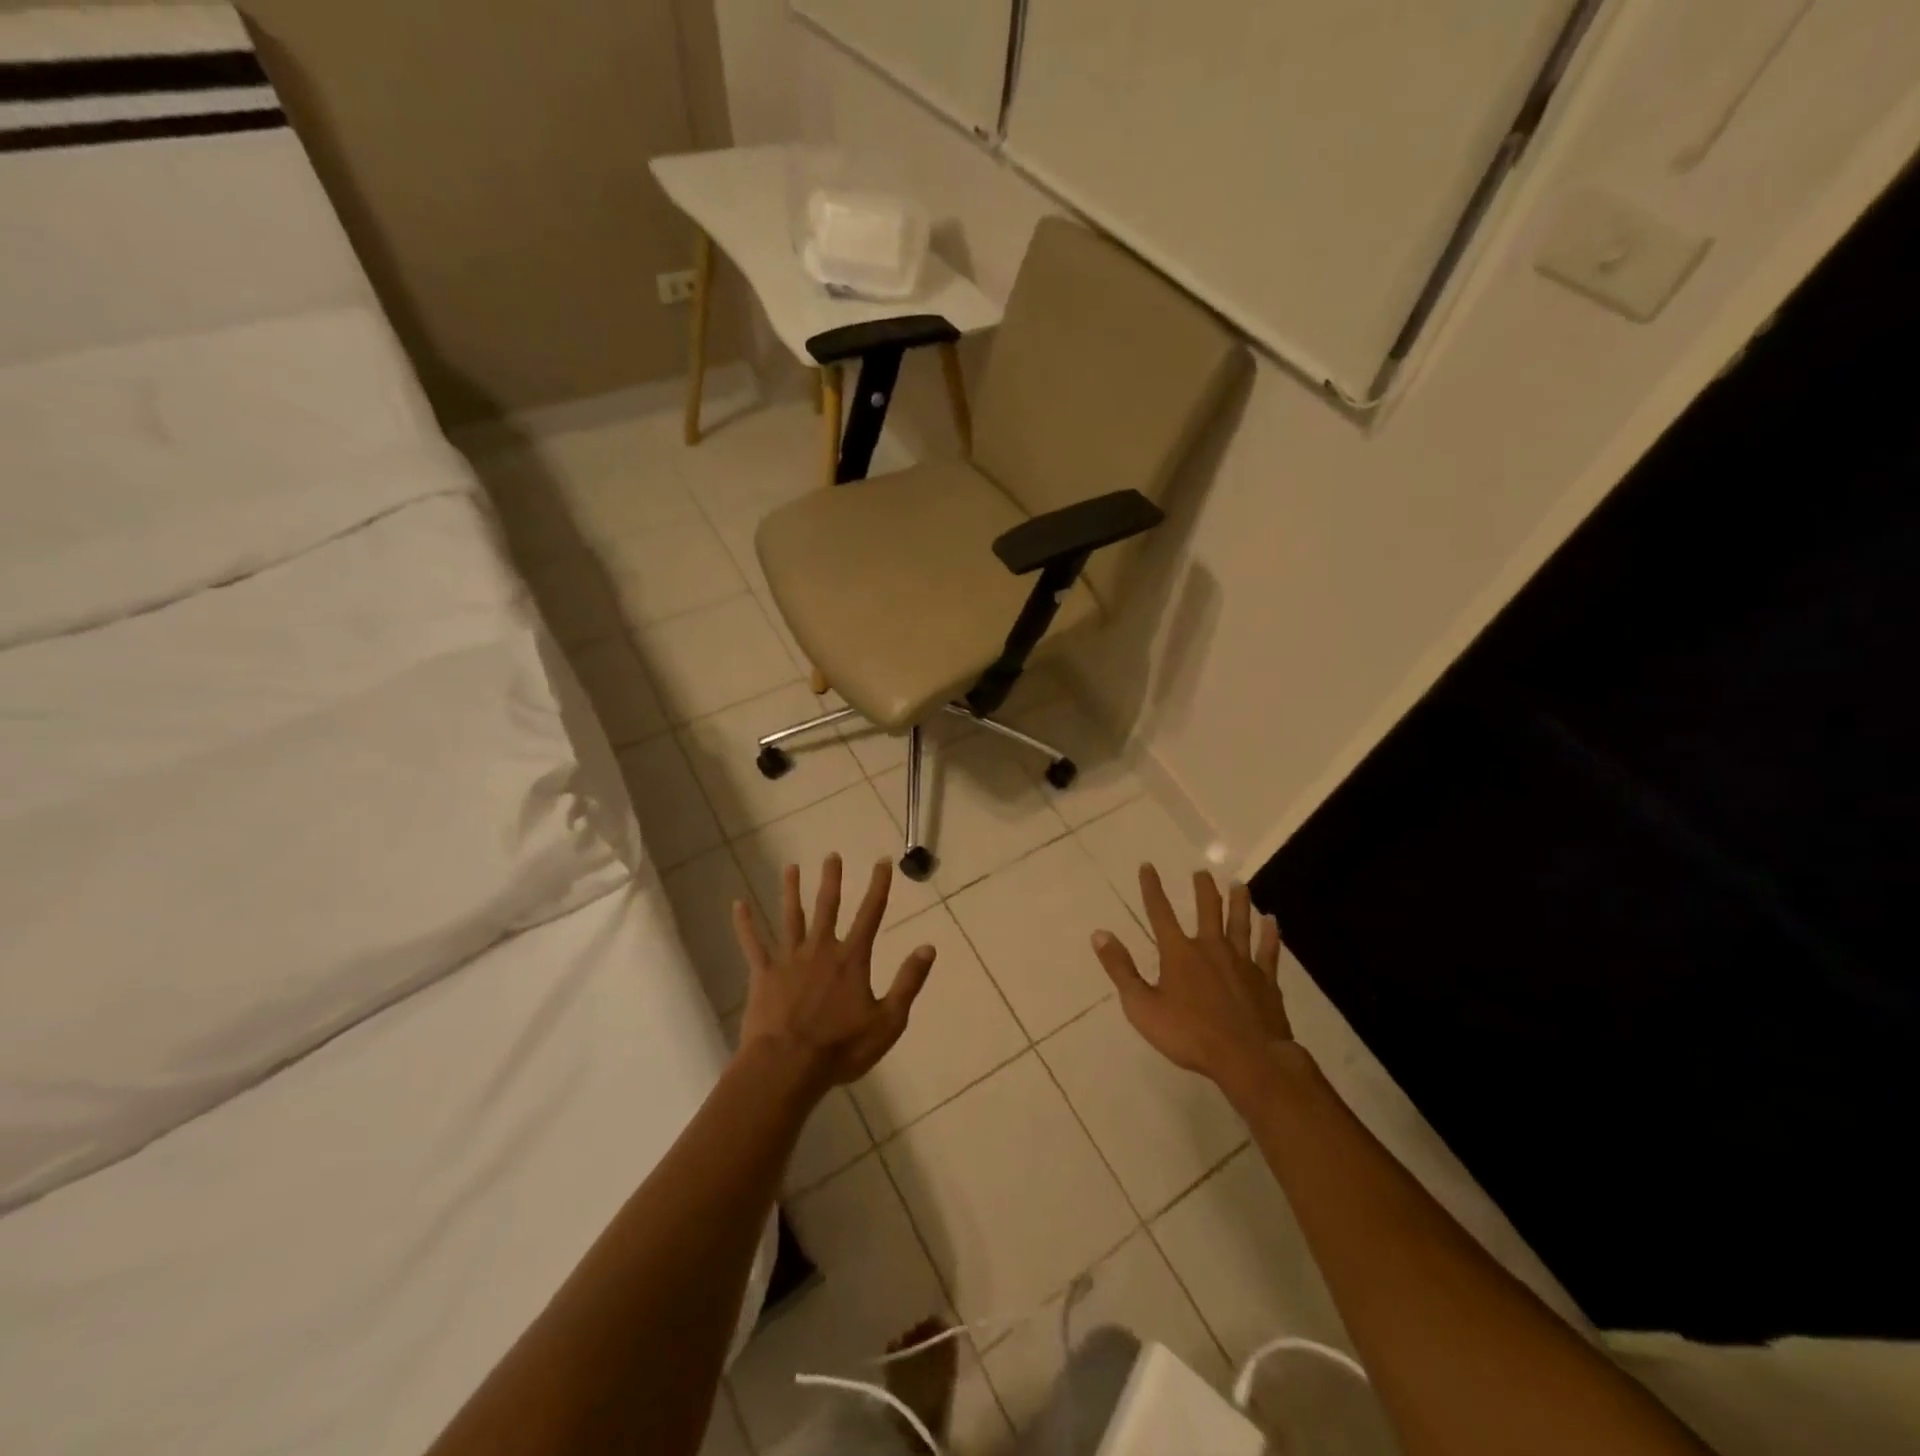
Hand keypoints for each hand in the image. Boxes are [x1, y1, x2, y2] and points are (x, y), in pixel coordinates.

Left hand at [733, 854, 935, 1096]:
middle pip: (828, 907)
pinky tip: (738, 905)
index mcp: (851, 960)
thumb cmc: (841, 1048)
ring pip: (791, 917)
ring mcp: (789, 960)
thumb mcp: (888, 1021)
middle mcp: (821, 950)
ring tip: (790, 867)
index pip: (870, 915)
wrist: (787, 1067)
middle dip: (831, 880)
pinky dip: (745, 924)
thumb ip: (908, 982)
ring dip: (791, 891)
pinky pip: (753, 944)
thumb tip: (928, 947)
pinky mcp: (763, 975)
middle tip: (831, 855)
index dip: (878, 887)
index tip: (881, 862)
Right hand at [1091, 866, 1294, 1105]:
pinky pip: (1268, 950)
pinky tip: (1272, 921)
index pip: (1160, 913)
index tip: (1148, 866)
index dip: (1152, 888)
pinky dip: (1269, 935)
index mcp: (1179, 953)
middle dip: (1203, 889)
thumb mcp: (1142, 1007)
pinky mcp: (1265, 979)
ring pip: (1240, 924)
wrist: (1248, 1058)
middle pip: (1208, 910)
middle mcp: (1211, 948)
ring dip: (1239, 902)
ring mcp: (1242, 962)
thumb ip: (1120, 969)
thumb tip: (1099, 934)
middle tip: (1203, 871)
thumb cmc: (1189, 1035)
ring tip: (1239, 884)